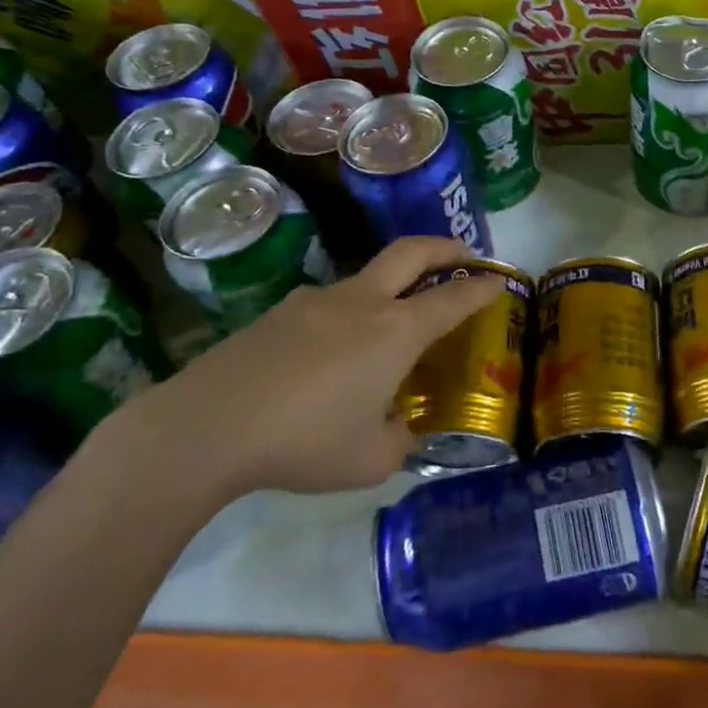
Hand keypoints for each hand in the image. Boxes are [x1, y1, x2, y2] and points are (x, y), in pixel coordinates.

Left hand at [125, 236, 504, 499]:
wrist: (208, 425)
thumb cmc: (305, 441)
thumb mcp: (369, 460)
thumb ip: (398, 440)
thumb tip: (399, 428)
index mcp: (396, 330)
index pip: (453, 298)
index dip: (482, 288)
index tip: (500, 280)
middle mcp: (362, 302)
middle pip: (413, 252)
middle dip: (446, 248)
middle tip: (465, 255)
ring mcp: (317, 300)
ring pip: (368, 278)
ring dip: (393, 285)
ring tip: (391, 325)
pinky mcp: (279, 311)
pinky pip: (329, 304)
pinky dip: (350, 314)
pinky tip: (331, 357)